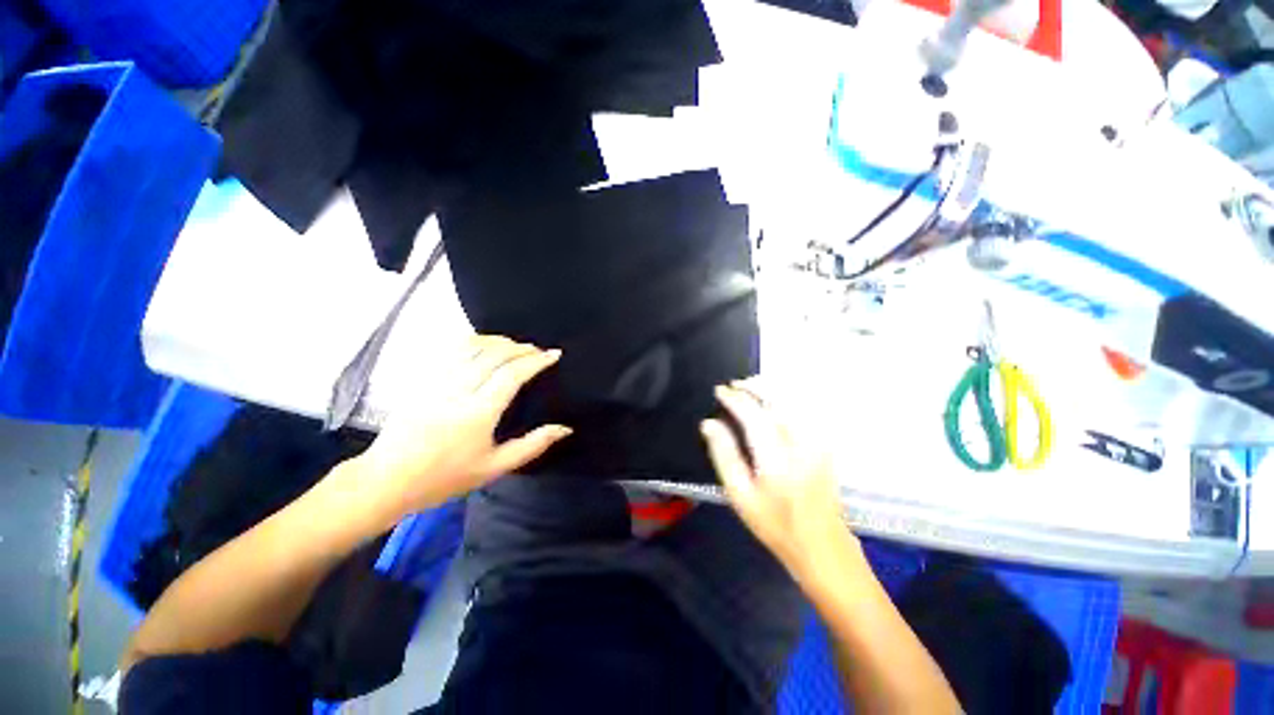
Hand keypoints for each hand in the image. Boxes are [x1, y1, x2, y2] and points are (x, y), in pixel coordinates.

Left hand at [344, 336, 571, 527]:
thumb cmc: (445, 478)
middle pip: (495, 355)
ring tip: (515, 345)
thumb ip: (533, 445)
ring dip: (499, 341)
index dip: (536, 361)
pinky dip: (474, 341)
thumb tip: (565, 428)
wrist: (387, 480)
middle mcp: (458, 390)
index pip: (512, 374)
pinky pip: (452, 350)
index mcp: (478, 413)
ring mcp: (437, 381)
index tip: (553, 355)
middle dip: (521, 348)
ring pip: (473, 347)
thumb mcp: (494, 468)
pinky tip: (484, 345)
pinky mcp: (423, 380)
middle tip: (537, 351)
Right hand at [700, 379, 858, 584]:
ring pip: (793, 401)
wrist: (823, 545)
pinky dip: (786, 398)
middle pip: (776, 400)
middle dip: (753, 386)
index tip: (720, 391)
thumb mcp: (740, 495)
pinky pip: (804, 410)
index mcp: (775, 458)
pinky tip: (774, 400)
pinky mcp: (824, 444)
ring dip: (770, 389)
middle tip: (734, 385)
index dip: (734, 399)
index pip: (752, 415)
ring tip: (750, 386)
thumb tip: (709, 424)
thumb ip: (724, 455)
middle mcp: (799, 443)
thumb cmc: (775, 524)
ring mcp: (817, 442)